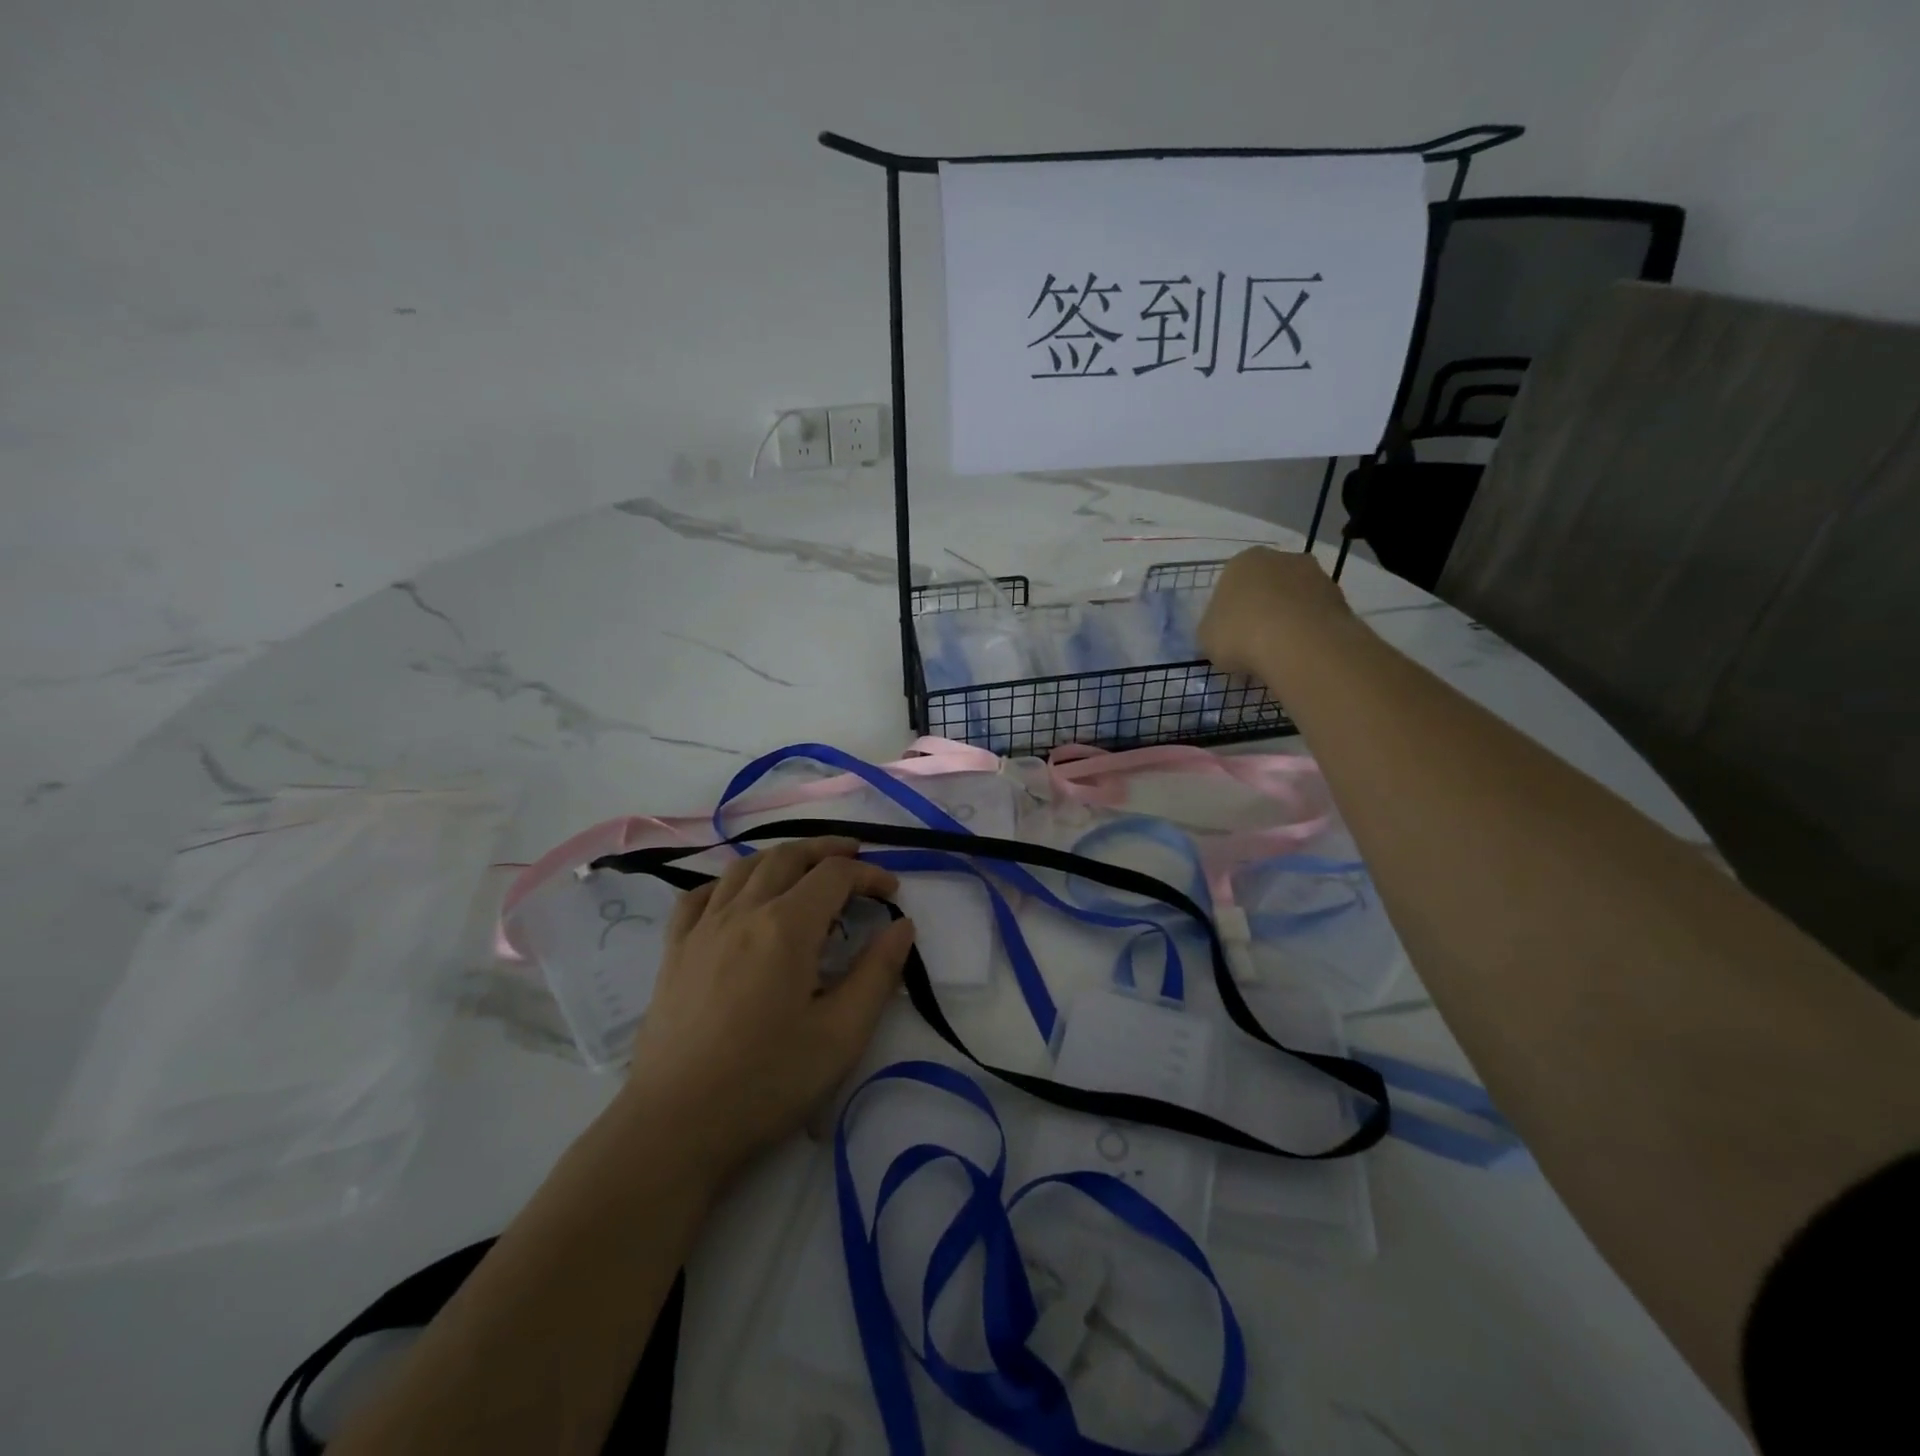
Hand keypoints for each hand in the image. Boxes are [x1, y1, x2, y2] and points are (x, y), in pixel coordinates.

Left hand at [623, 838, 915, 1179]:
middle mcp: (743, 912)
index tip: (891, 893)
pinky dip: (726, 883)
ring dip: (781, 857)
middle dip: (827, 850)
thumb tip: (902, 925)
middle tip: (854, 856)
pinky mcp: (674, 952)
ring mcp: (702, 929)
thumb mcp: (841, 1034)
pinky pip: (699, 896)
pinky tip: (736, 898)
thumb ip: (877, 973)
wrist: (676, 1126)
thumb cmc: (767, 1081)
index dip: (869, 875)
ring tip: (803, 867)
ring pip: (743, 868)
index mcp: (787, 926)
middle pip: (788, 856)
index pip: (834, 875)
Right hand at [1198, 547, 1358, 676]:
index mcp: (1243, 561)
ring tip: (1279, 656)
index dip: (1228, 613)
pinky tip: (1300, 656)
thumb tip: (1224, 635)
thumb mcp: (1207, 638)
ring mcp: (1316, 575)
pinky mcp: (1340, 598)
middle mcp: (1281, 558)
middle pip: (1266, 587)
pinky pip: (1316, 617)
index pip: (1231, 584)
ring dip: (1287, 621)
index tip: (1229, 638)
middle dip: (1261, 611)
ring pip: (1294, 600)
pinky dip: (1308, 633)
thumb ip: (1214, 630)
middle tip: (1253, 645)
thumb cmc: (1239, 634)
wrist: (1298, 644)